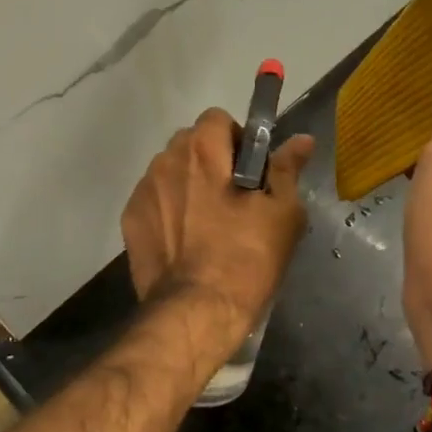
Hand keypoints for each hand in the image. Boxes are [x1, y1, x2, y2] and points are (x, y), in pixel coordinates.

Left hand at [121, 108, 314, 354]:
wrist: (194, 312)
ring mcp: (142, 192)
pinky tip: (184, 240)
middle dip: (210, 160)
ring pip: (169, 172)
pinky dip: (169, 209)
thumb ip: (286, 170)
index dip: (237, 139)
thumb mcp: (282, 214)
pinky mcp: (130, 222)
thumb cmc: (246, 259)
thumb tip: (301, 140)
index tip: (251, 170)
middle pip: (189, 144)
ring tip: (207, 223)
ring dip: (188, 184)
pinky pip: (154, 201)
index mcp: (202, 151)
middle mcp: (165, 162)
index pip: (217, 119)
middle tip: (234, 198)